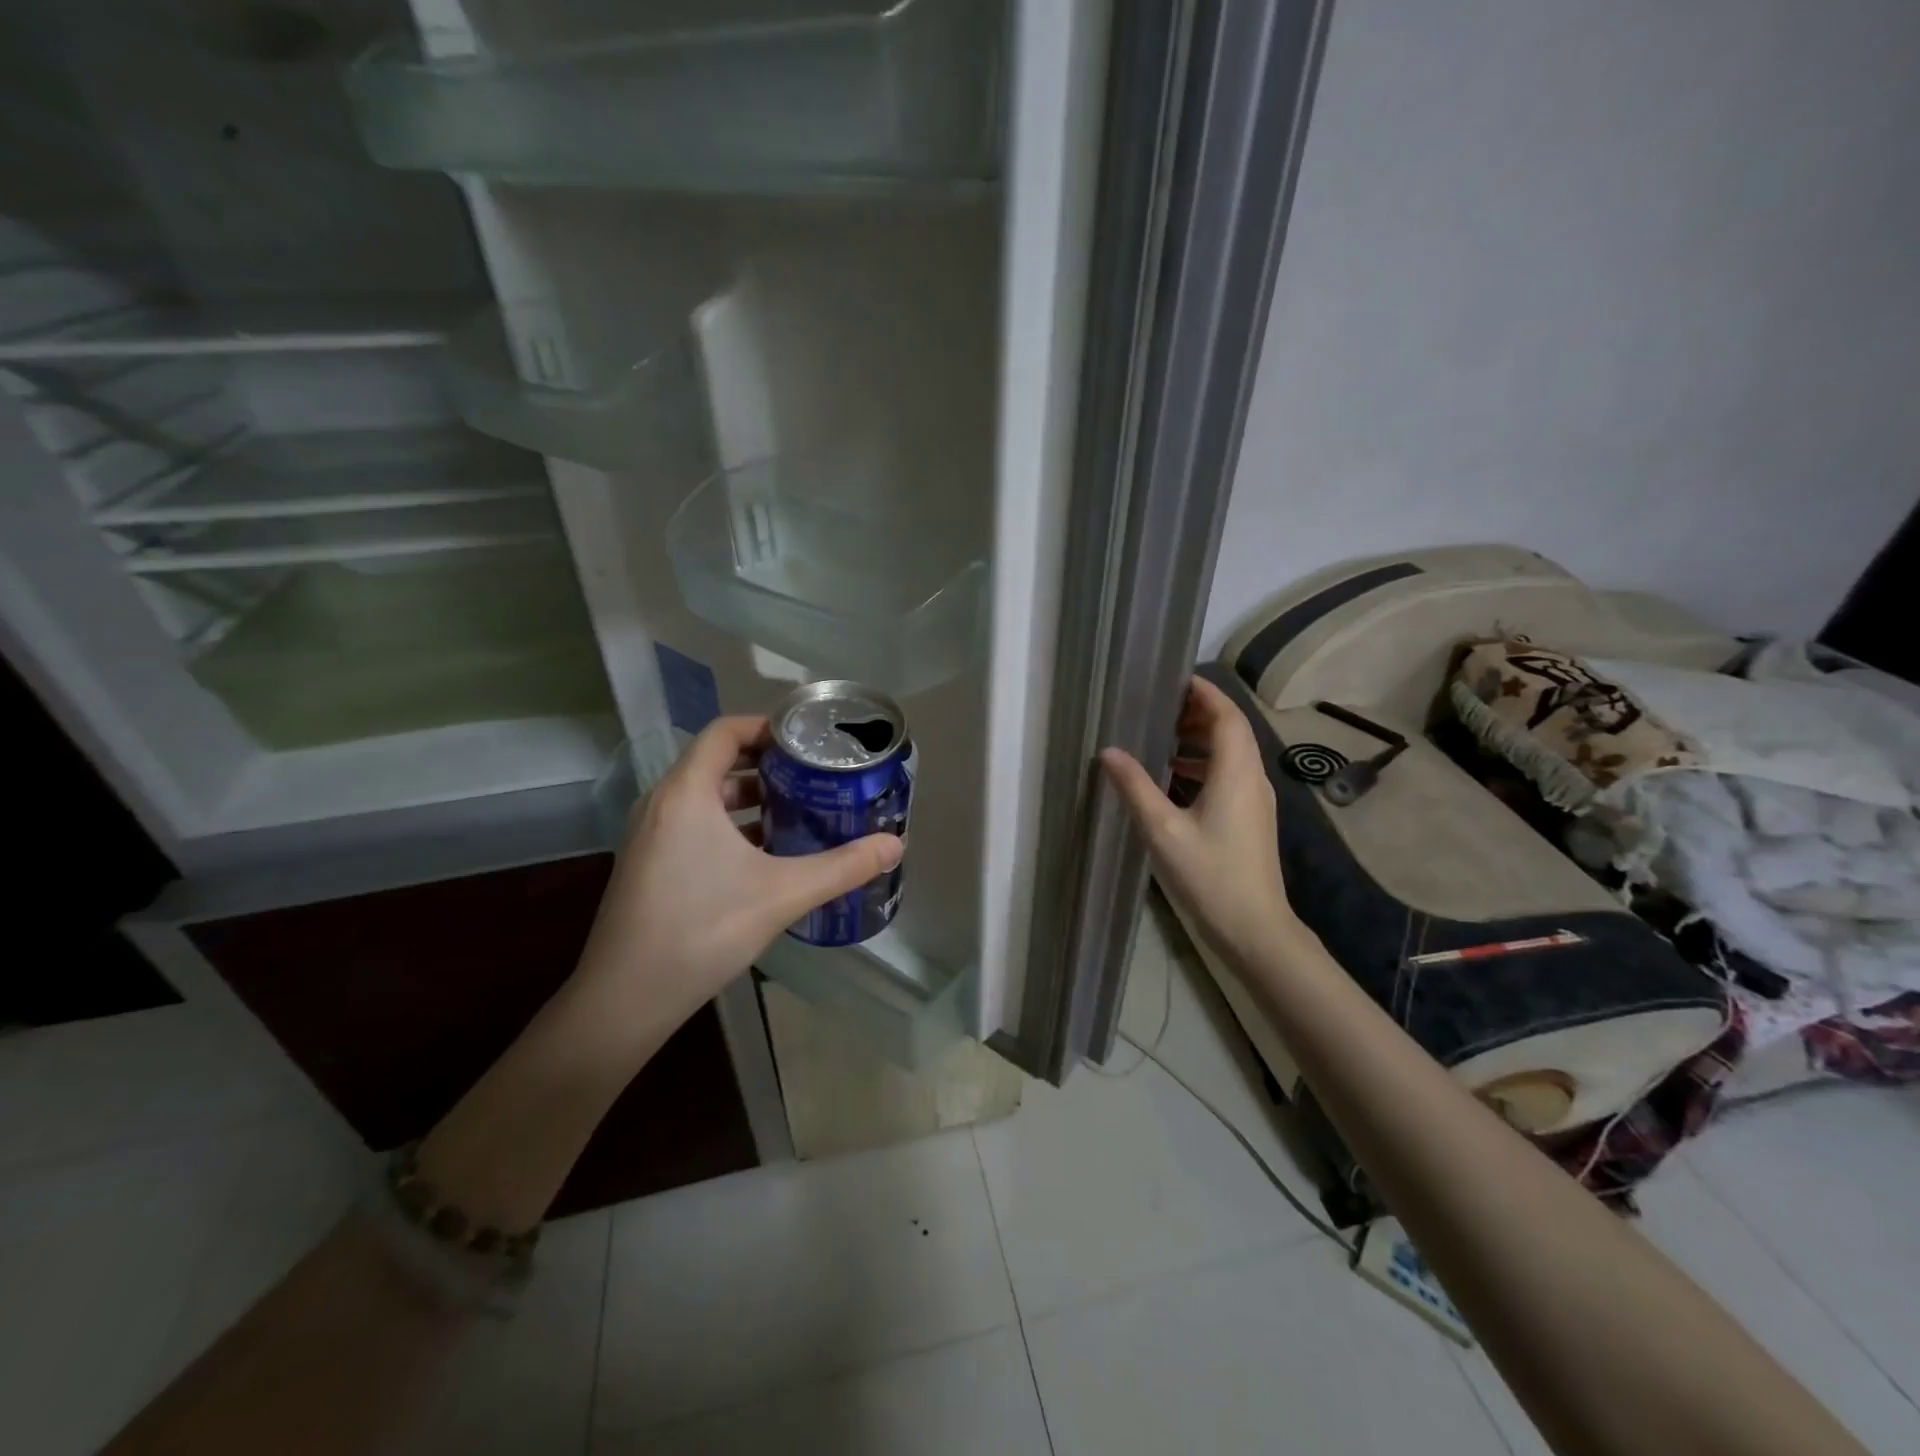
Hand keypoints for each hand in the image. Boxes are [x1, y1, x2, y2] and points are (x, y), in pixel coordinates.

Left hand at [575, 715, 902, 1020]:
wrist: (625, 999)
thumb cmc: (702, 930)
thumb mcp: (783, 894)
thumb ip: (843, 867)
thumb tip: (895, 845)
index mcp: (687, 793)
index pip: (725, 731)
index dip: (767, 727)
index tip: (808, 741)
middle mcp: (662, 803)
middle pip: (717, 761)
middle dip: (767, 764)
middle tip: (814, 775)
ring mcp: (650, 834)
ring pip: (705, 795)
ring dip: (749, 797)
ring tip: (797, 809)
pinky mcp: (648, 862)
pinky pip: (692, 822)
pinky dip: (729, 824)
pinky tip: (765, 853)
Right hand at [1100, 676, 1297, 969]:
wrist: (1254, 928)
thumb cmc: (1210, 875)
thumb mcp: (1163, 830)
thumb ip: (1135, 787)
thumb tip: (1109, 752)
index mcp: (1236, 772)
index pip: (1227, 715)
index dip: (1203, 693)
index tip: (1173, 680)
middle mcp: (1252, 778)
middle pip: (1231, 730)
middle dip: (1198, 712)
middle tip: (1158, 706)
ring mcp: (1255, 800)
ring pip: (1231, 753)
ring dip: (1200, 739)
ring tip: (1161, 736)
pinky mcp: (1251, 818)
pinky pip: (1229, 775)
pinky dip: (1204, 765)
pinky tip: (1174, 778)